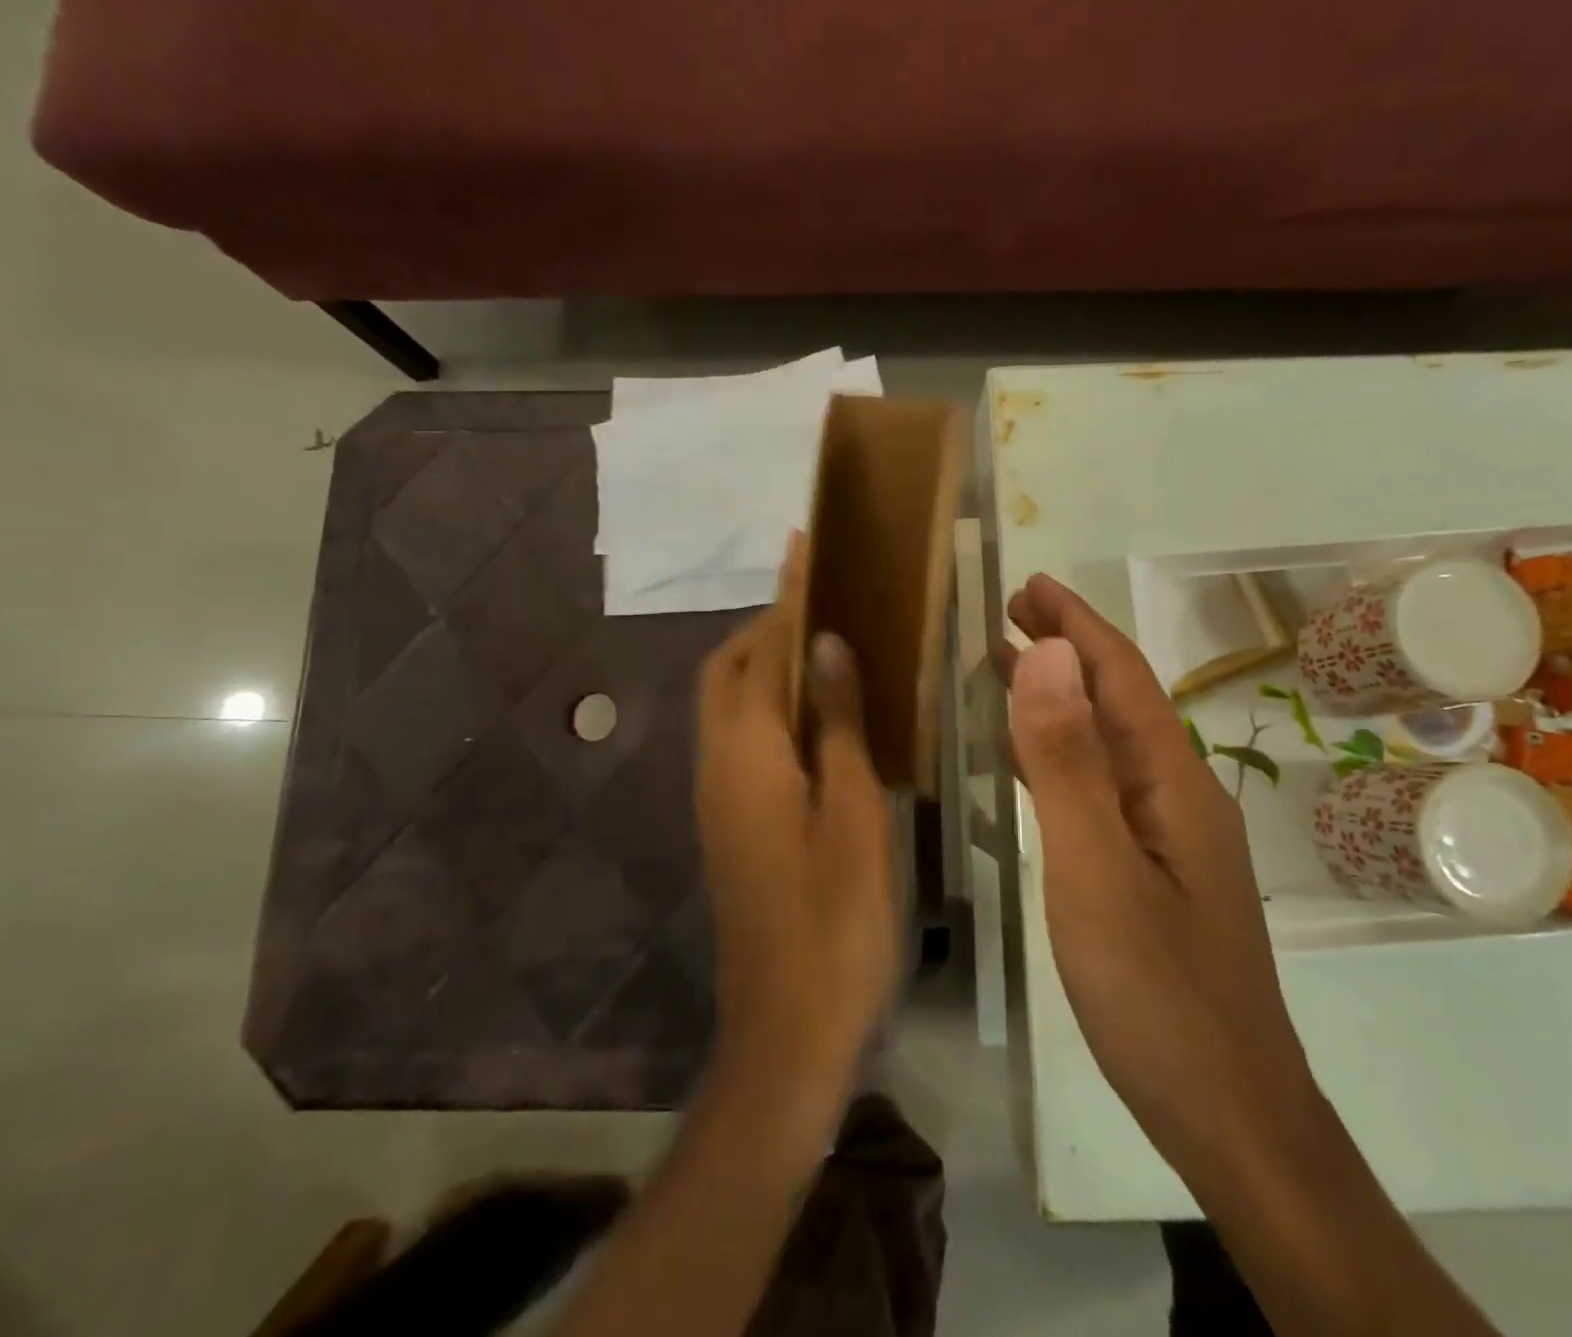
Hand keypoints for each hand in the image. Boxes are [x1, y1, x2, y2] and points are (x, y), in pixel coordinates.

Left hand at [695, 544, 899, 1102]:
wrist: (787, 1027)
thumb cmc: (836, 918)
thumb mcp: (854, 812)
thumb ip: (838, 723)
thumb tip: (827, 644)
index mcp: (747, 754)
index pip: (762, 650)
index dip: (785, 596)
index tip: (802, 545)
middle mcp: (718, 765)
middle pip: (727, 671)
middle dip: (765, 626)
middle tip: (823, 604)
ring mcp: (717, 798)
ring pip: (729, 705)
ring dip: (764, 665)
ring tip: (823, 647)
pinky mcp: (730, 823)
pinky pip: (741, 739)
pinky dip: (768, 706)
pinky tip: (816, 717)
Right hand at [999, 574, 1312, 1160]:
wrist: (1231, 1117)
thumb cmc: (1159, 994)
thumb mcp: (1097, 870)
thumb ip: (1069, 763)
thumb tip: (1049, 655)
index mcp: (1171, 783)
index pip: (1121, 677)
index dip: (1076, 624)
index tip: (1030, 584)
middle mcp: (1176, 796)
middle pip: (1117, 702)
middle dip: (1067, 648)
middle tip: (1010, 613)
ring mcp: (1166, 838)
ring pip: (1106, 744)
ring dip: (1060, 699)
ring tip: (1009, 667)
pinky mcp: (1149, 874)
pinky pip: (1098, 788)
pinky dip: (1060, 756)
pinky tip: (1031, 760)